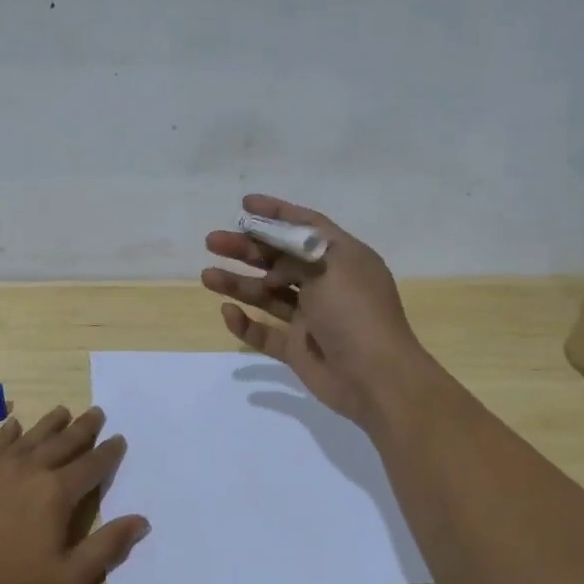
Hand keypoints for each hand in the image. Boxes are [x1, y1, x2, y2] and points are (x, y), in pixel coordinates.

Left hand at [0, 405, 148, 583]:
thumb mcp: (67, 579)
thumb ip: (106, 547)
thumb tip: (141, 521)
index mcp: (57, 492)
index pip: (92, 465)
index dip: (109, 452)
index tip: (119, 439)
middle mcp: (31, 469)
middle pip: (64, 441)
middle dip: (84, 427)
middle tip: (96, 412)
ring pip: (31, 436)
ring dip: (51, 423)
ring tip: (63, 411)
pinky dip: (9, 432)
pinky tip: (13, 426)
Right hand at [202, 194, 431, 426]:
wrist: (375, 378)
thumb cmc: (356, 312)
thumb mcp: (330, 266)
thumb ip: (297, 253)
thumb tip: (274, 256)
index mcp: (342, 258)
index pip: (306, 226)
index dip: (276, 213)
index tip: (244, 205)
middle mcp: (326, 284)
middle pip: (279, 259)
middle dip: (246, 249)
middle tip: (212, 241)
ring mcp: (311, 318)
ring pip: (267, 295)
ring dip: (238, 283)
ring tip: (207, 276)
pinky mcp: (298, 349)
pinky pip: (265, 333)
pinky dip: (246, 324)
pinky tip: (227, 313)